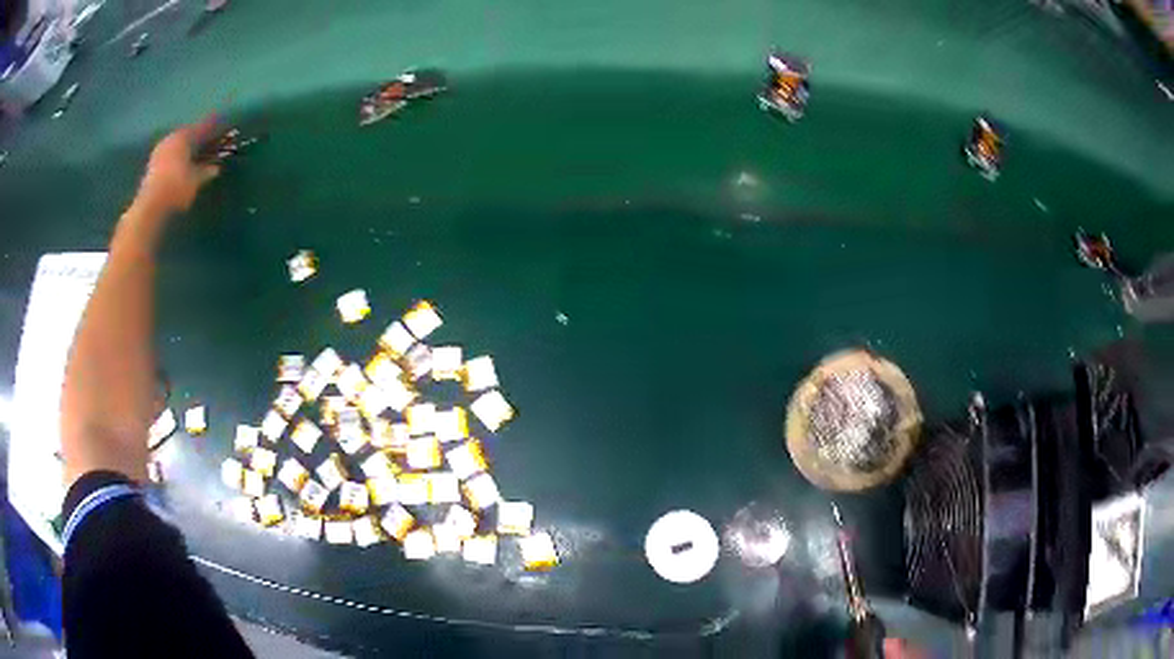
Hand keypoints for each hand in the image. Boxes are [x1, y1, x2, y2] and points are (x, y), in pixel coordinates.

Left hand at [133, 118, 220, 216]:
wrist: (150, 205)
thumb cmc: (177, 186)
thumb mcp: (196, 180)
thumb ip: (206, 172)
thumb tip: (215, 168)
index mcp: (184, 136)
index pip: (202, 128)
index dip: (213, 127)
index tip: (222, 125)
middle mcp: (171, 139)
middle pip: (187, 136)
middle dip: (197, 139)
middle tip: (207, 141)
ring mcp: (159, 152)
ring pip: (176, 146)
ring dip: (185, 150)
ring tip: (193, 155)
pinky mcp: (151, 166)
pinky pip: (168, 157)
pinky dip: (175, 159)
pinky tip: (180, 166)